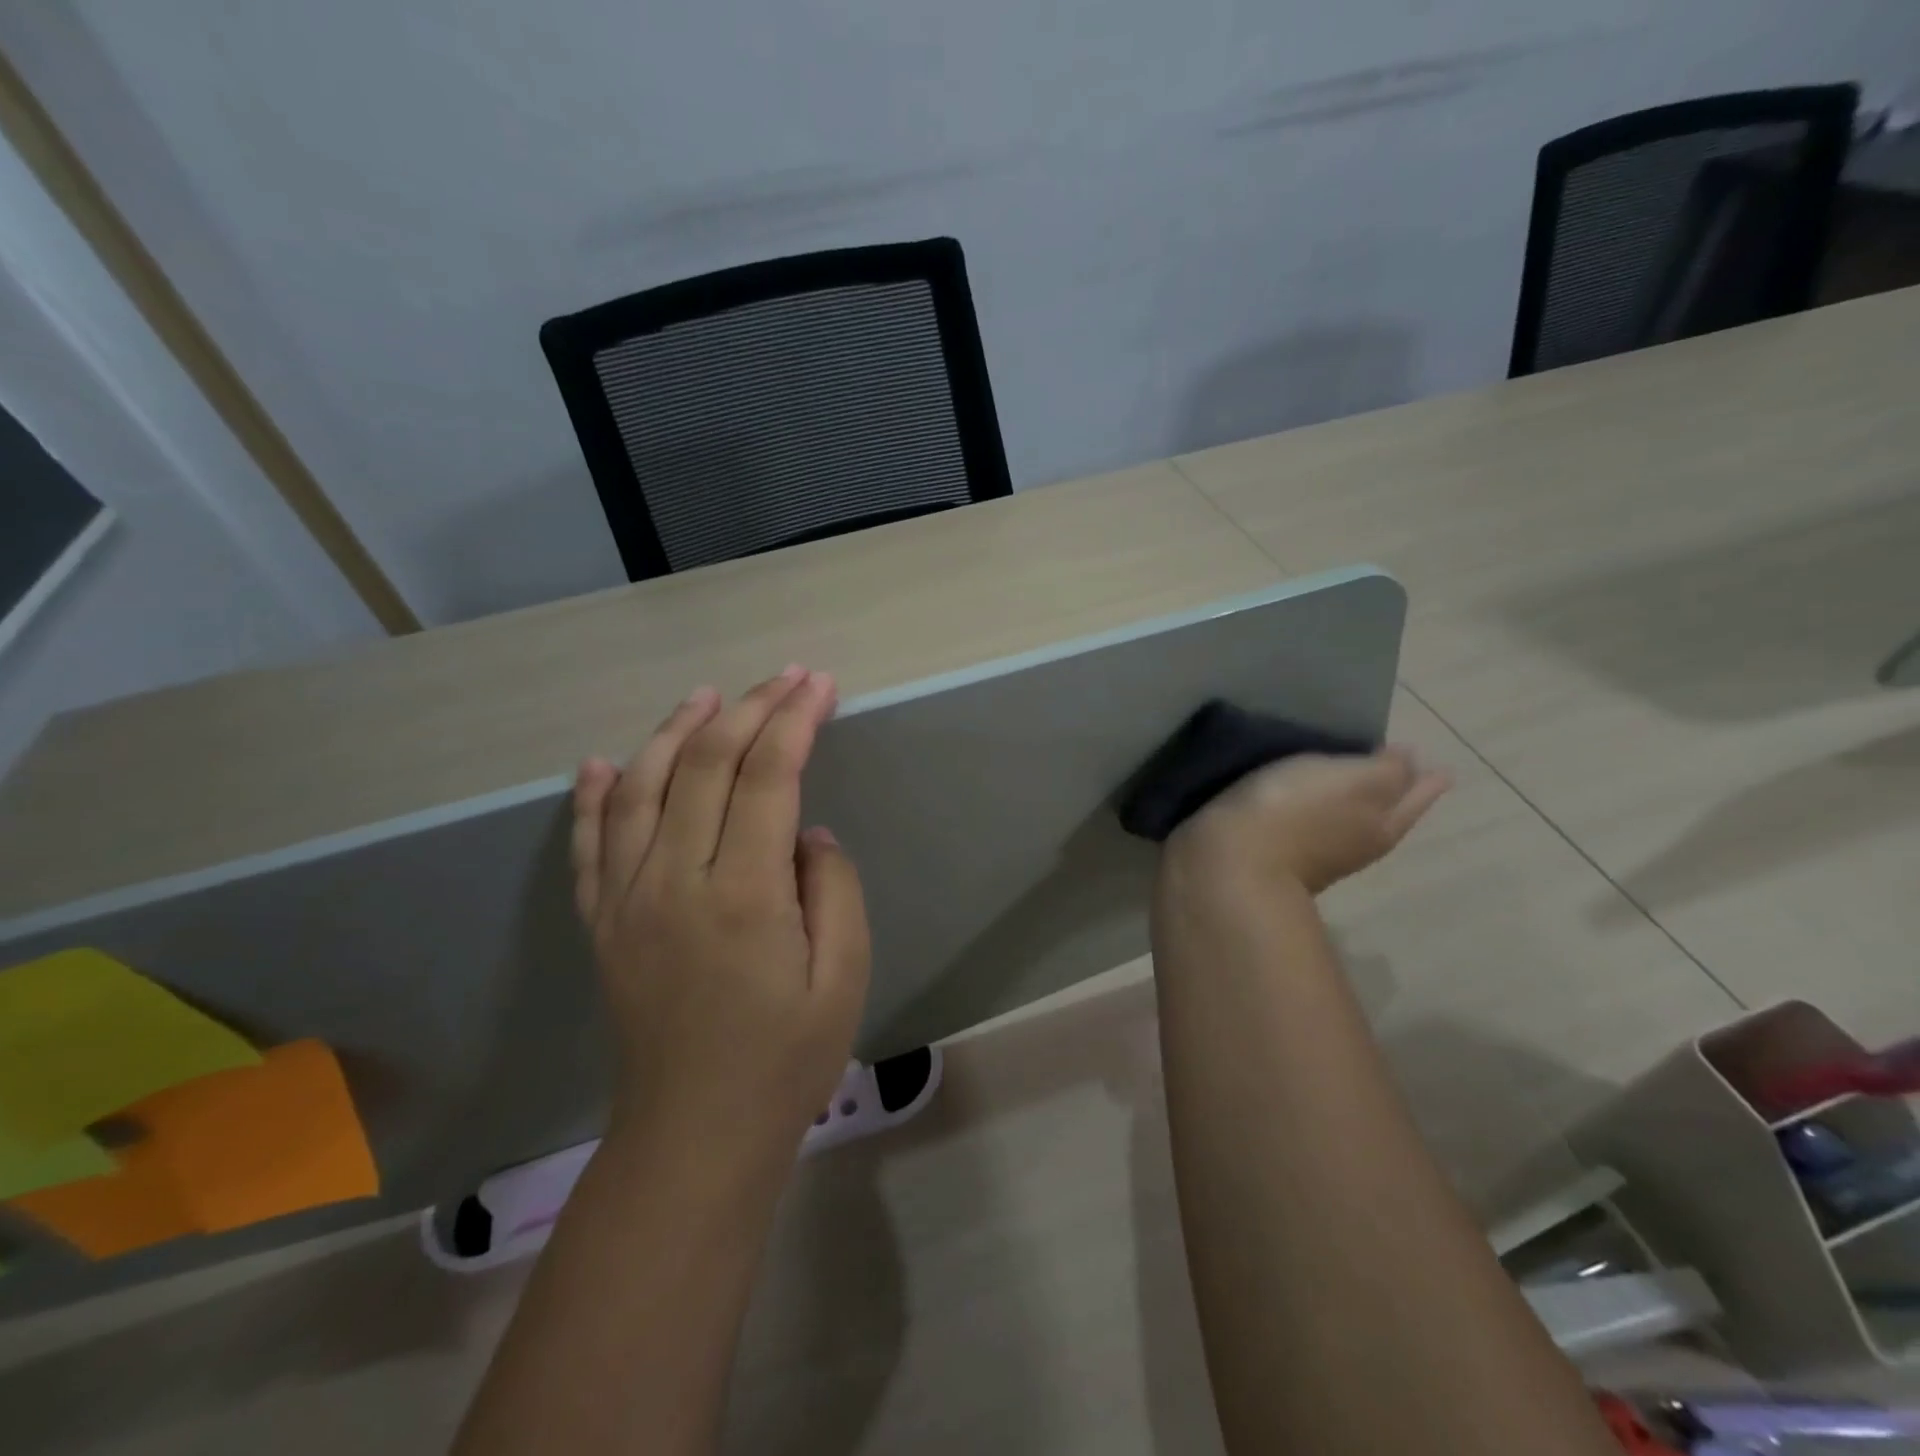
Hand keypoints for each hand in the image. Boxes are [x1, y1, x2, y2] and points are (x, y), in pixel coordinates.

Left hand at [570, 667, 870, 1158]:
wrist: (695, 1135)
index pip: (768, 776)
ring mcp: (627, 899)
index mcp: (743, 893)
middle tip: (785, 678)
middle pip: (705, 765)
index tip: (819, 685)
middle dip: (750, 710)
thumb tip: (806, 833)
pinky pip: (590, 845)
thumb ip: (835, 888)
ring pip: (641, 788)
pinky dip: (594, 797)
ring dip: (674, 731)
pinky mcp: (602, 924)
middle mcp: (674, 880)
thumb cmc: (785, 1060)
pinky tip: (601, 764)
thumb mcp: (844, 977)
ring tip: (706, 697)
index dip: (795, 721)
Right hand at [1165, 749, 1450, 896]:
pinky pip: (1305, 826)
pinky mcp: (1272, 854)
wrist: (1226, 864)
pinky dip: (1311, 812)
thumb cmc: (1293, 811)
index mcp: (1381, 822)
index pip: (1413, 794)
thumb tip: (1409, 762)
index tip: (1429, 764)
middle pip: (1384, 813)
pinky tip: (1299, 800)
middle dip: (1392, 792)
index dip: (1421, 778)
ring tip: (1345, 779)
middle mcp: (1355, 843)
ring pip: (1344, 821)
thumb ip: (1386, 770)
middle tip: (1395, 766)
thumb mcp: (1352, 779)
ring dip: (1349, 802)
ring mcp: (1314, 854)